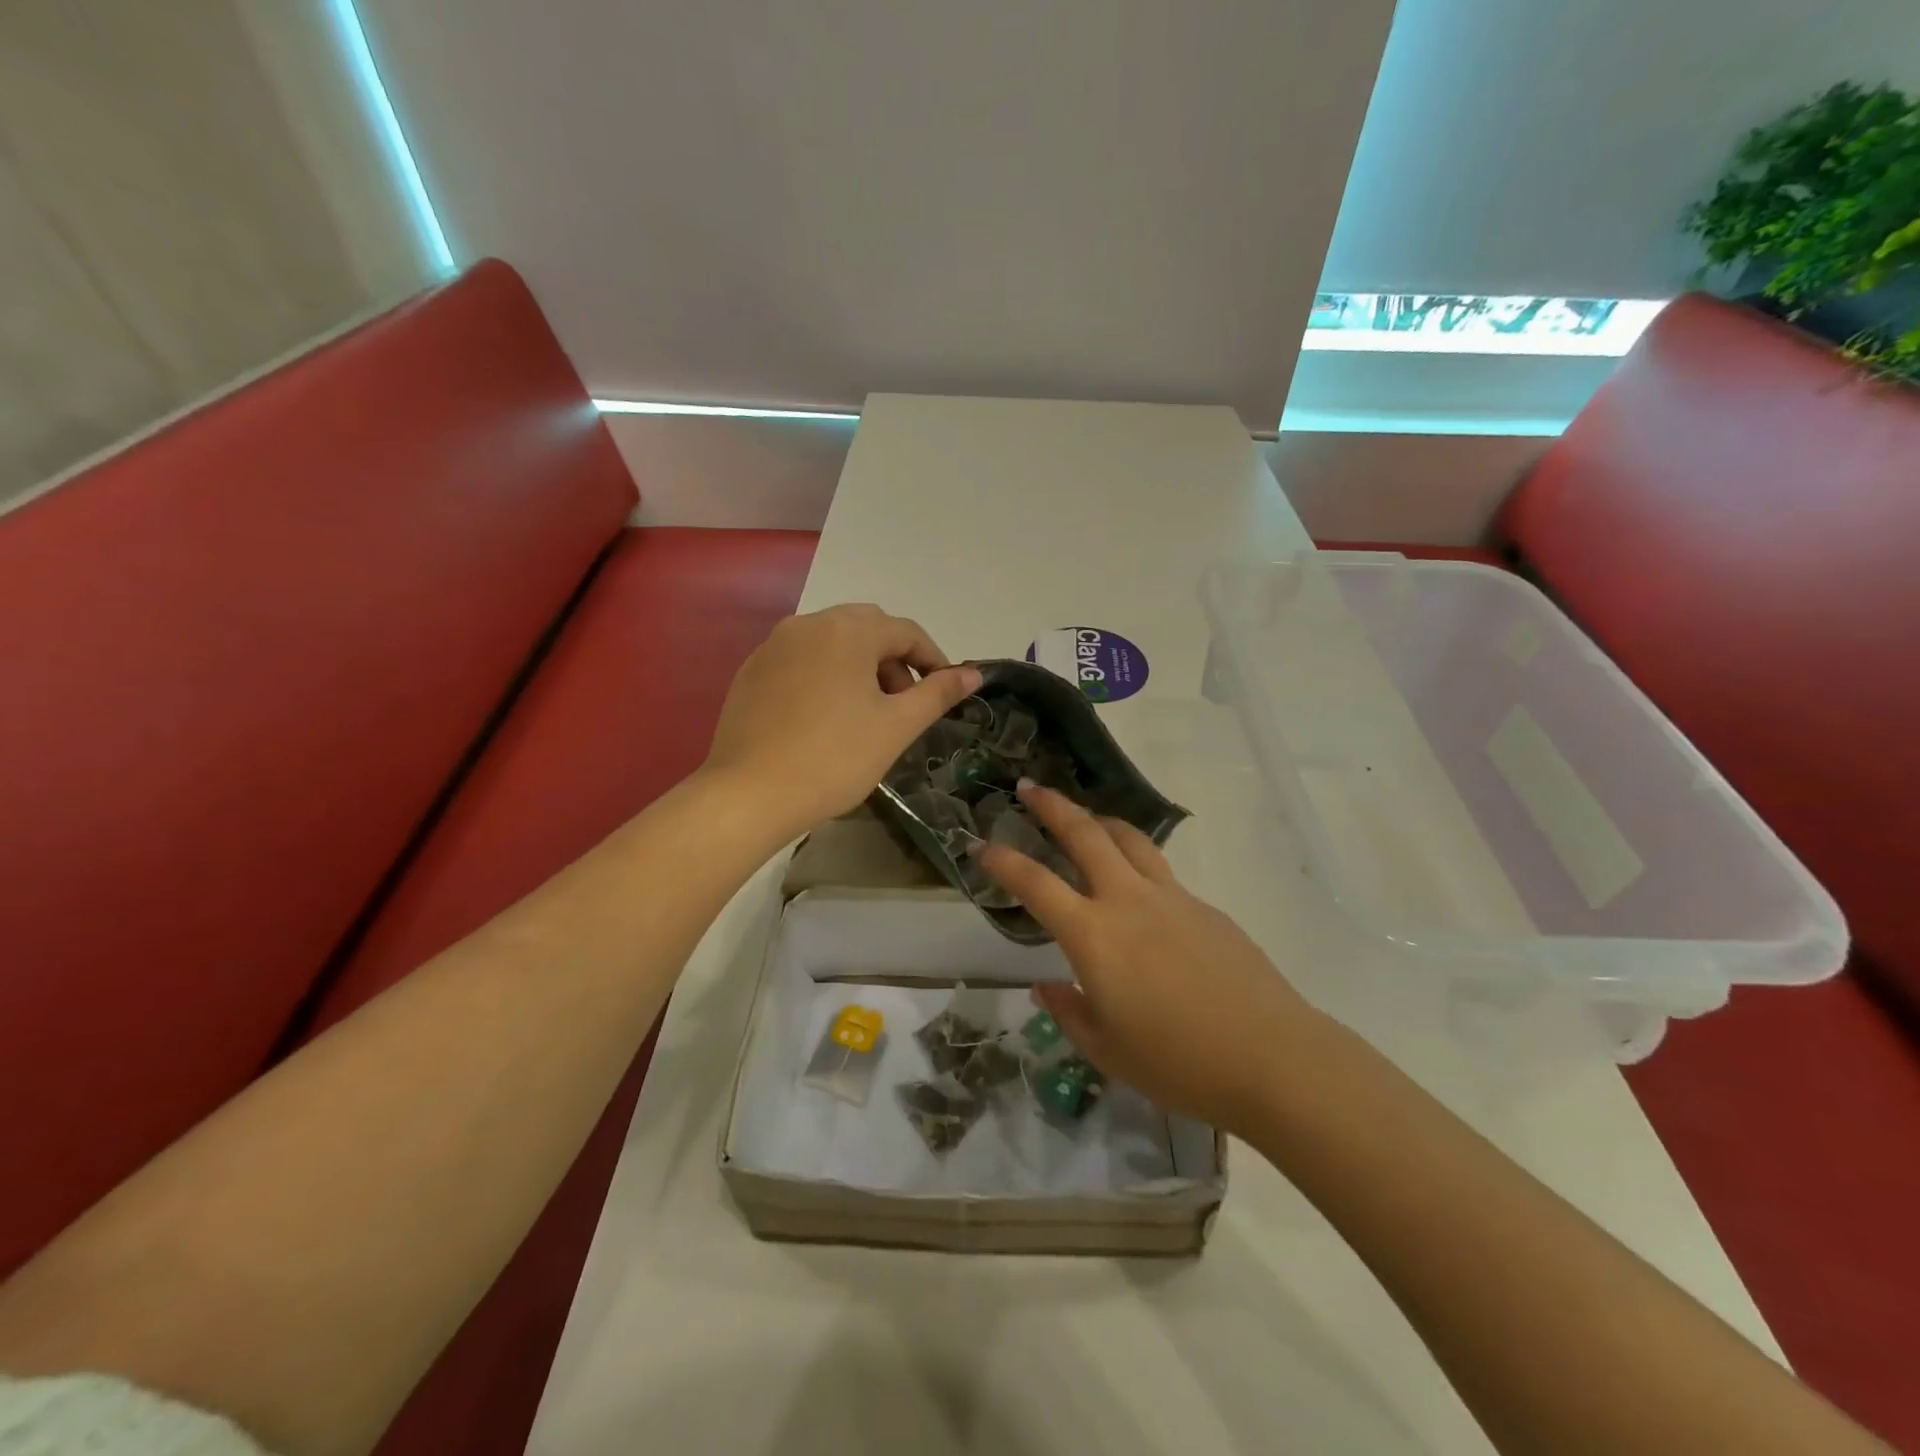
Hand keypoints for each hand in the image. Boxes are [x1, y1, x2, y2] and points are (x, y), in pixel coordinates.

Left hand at [704, 604, 980, 839]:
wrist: (750, 794)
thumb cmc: (834, 758)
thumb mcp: (896, 727)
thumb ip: (937, 694)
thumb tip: (973, 674)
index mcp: (847, 630)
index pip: (905, 631)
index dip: (932, 660)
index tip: (944, 692)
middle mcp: (808, 624)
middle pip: (867, 630)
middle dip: (894, 661)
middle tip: (903, 704)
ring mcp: (774, 646)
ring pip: (832, 643)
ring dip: (860, 667)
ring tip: (866, 713)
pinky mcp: (752, 671)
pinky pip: (802, 660)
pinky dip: (825, 676)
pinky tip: (824, 718)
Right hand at [979, 781, 1323, 1135]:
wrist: (1273, 1058)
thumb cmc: (1179, 1063)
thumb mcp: (1107, 1050)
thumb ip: (1069, 1011)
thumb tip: (1047, 985)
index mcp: (1094, 936)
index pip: (1035, 884)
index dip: (1003, 860)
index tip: (980, 844)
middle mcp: (1128, 901)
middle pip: (1085, 834)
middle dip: (1052, 806)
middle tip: (1030, 787)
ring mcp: (1172, 897)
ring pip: (1128, 838)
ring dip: (1098, 819)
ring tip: (1083, 815)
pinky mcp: (1205, 906)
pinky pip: (1160, 870)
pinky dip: (1135, 859)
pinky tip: (1136, 888)